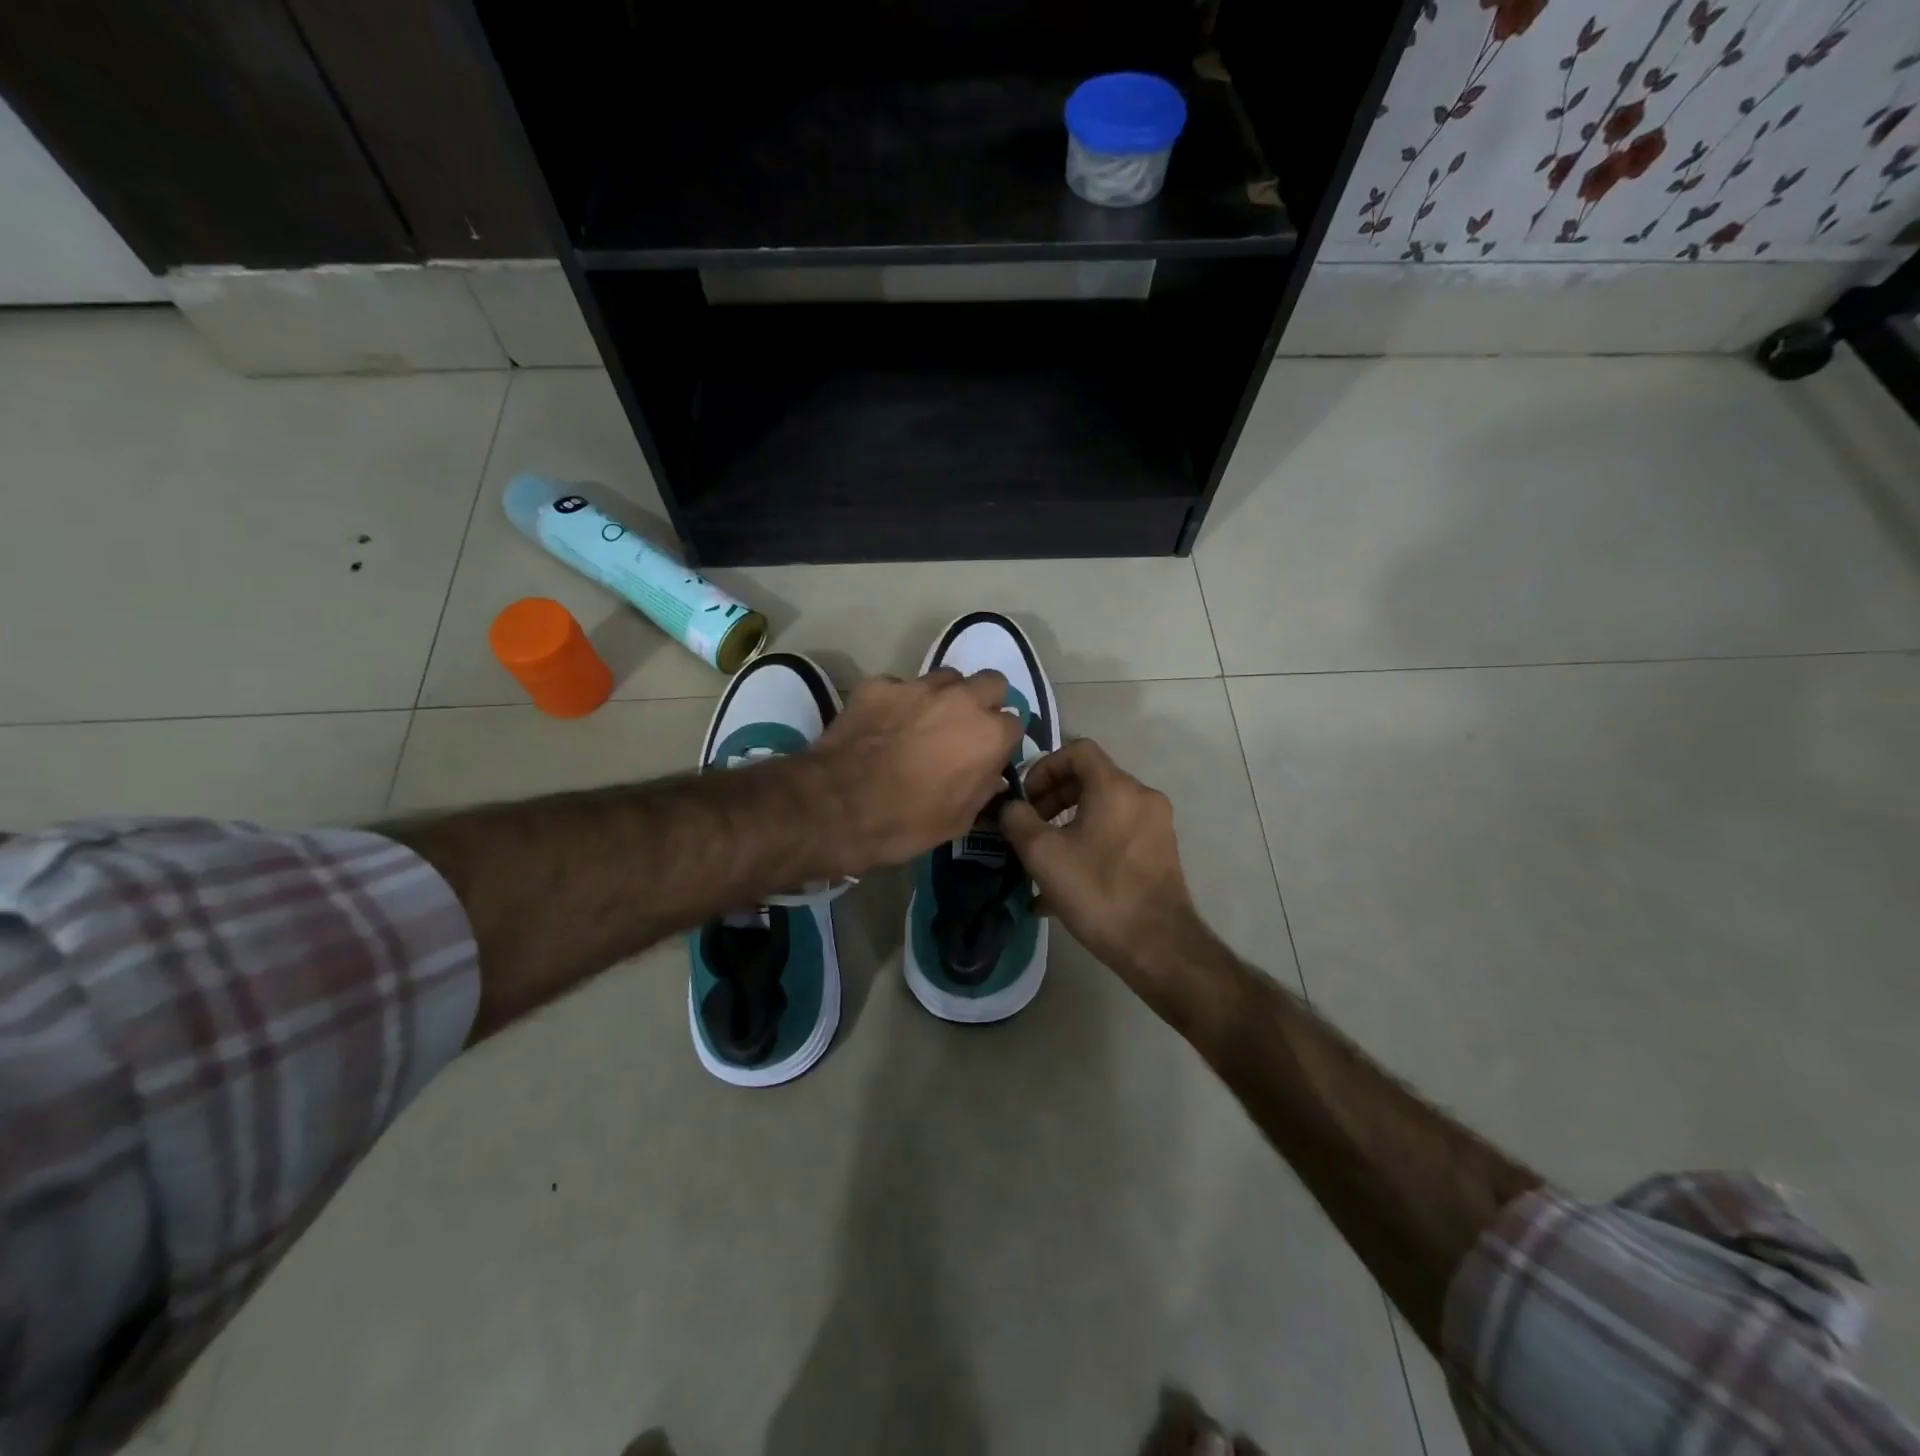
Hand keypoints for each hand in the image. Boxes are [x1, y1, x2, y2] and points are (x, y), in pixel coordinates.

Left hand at [810, 669, 1023, 872]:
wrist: (837, 808)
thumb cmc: (906, 823)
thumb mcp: (959, 820)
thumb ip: (982, 788)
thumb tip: (989, 774)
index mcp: (989, 735)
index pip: (1015, 724)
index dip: (1001, 741)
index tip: (987, 755)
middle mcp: (962, 700)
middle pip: (991, 683)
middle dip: (984, 701)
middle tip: (963, 727)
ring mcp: (918, 686)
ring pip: (947, 678)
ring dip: (943, 697)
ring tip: (922, 722)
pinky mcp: (880, 684)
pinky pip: (900, 687)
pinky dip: (897, 703)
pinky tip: (882, 725)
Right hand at [1000, 739, 1213, 1018]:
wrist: (1158, 945)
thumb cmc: (1097, 891)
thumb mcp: (1043, 854)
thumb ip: (1018, 820)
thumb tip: (1009, 807)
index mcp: (1116, 787)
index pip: (1078, 750)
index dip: (1044, 766)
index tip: (1026, 798)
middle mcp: (1141, 797)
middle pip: (1090, 779)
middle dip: (1053, 798)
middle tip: (1030, 828)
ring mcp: (1155, 826)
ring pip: (1102, 810)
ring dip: (1067, 825)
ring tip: (1042, 860)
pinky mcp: (1159, 853)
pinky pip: (1116, 835)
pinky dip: (1088, 845)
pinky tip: (1063, 886)